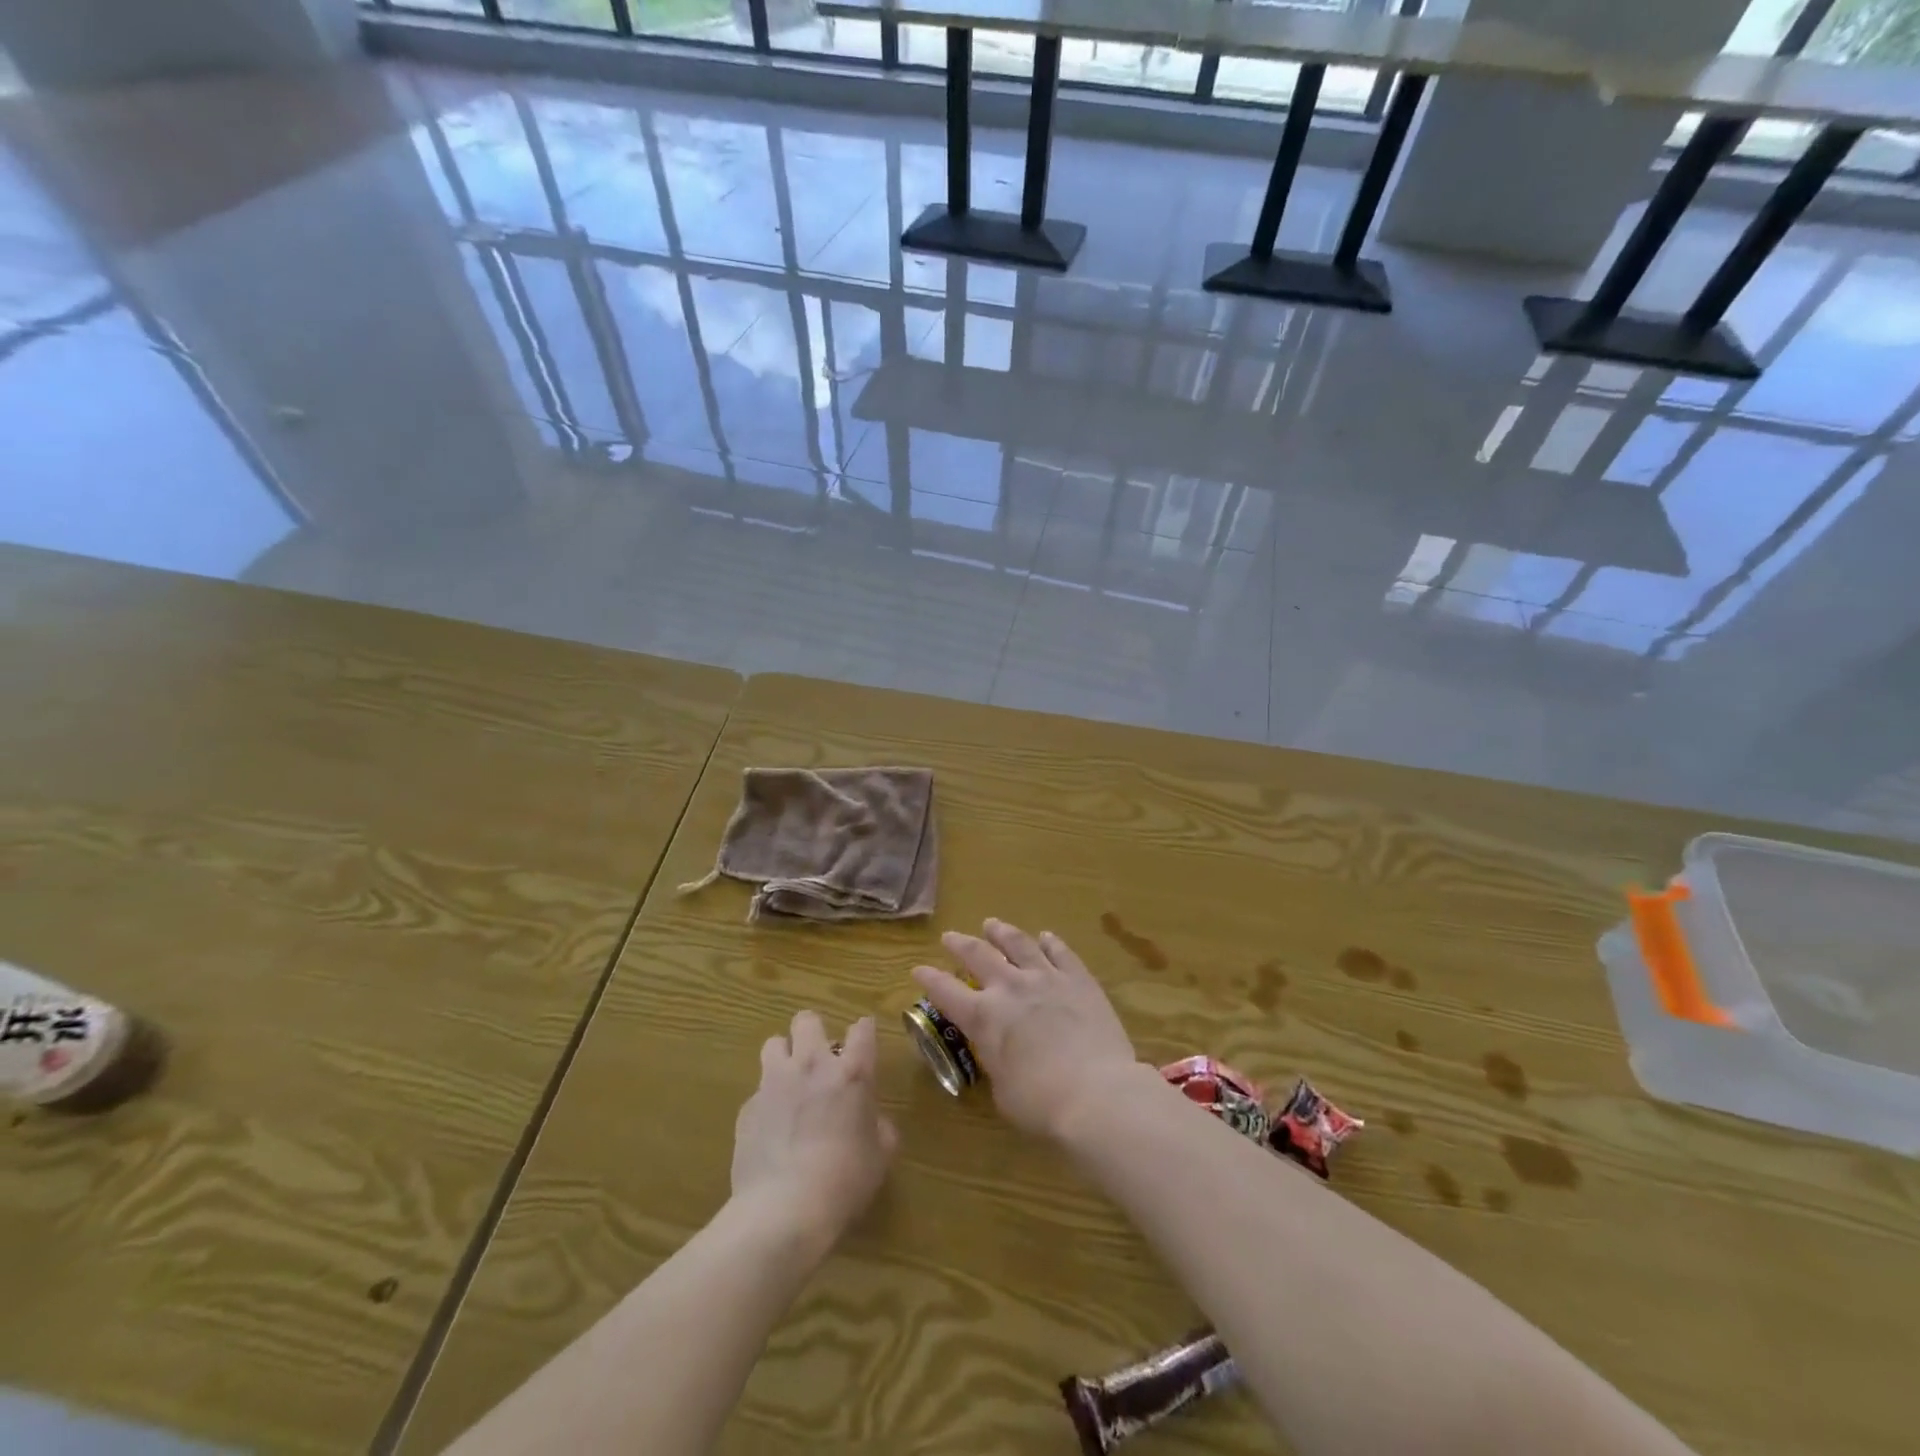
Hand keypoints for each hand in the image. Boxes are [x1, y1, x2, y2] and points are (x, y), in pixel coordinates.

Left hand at [731, 1012, 897, 1252]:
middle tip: (819, 1059)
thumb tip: (873, 1122)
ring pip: (773, 1043)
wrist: (783, 1211)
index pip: (862, 1029)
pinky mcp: (747, 1108)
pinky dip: (766, 1102)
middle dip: (813, 1032)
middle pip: (807, 1020)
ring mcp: (774, 1083)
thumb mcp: (880, 1157)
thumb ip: (880, 1129)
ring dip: (784, 1057)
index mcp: (852, 1073)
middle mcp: (812, 1065)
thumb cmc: (844, 1181)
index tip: (863, 1042)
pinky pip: (757, 1091)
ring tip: (789, 1083)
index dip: (863, 1032)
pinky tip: (770, 1130)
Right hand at [913, 919, 1141, 1139]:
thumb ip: (996, 1062)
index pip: (945, 992)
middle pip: (978, 955)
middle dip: (960, 944)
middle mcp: (1010, 988)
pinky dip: (1050, 942)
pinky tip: (1045, 936)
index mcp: (983, 1017)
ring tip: (992, 924)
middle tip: (950, 936)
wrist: (1097, 1092)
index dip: (929, 979)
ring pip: (1018, 943)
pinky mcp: (1078, 979)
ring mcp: (1046, 978)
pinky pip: (1060, 952)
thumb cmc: (1042, 1104)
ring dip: (1001, 932)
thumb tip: (1001, 1053)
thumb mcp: (1002, 1091)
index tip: (918, 968)